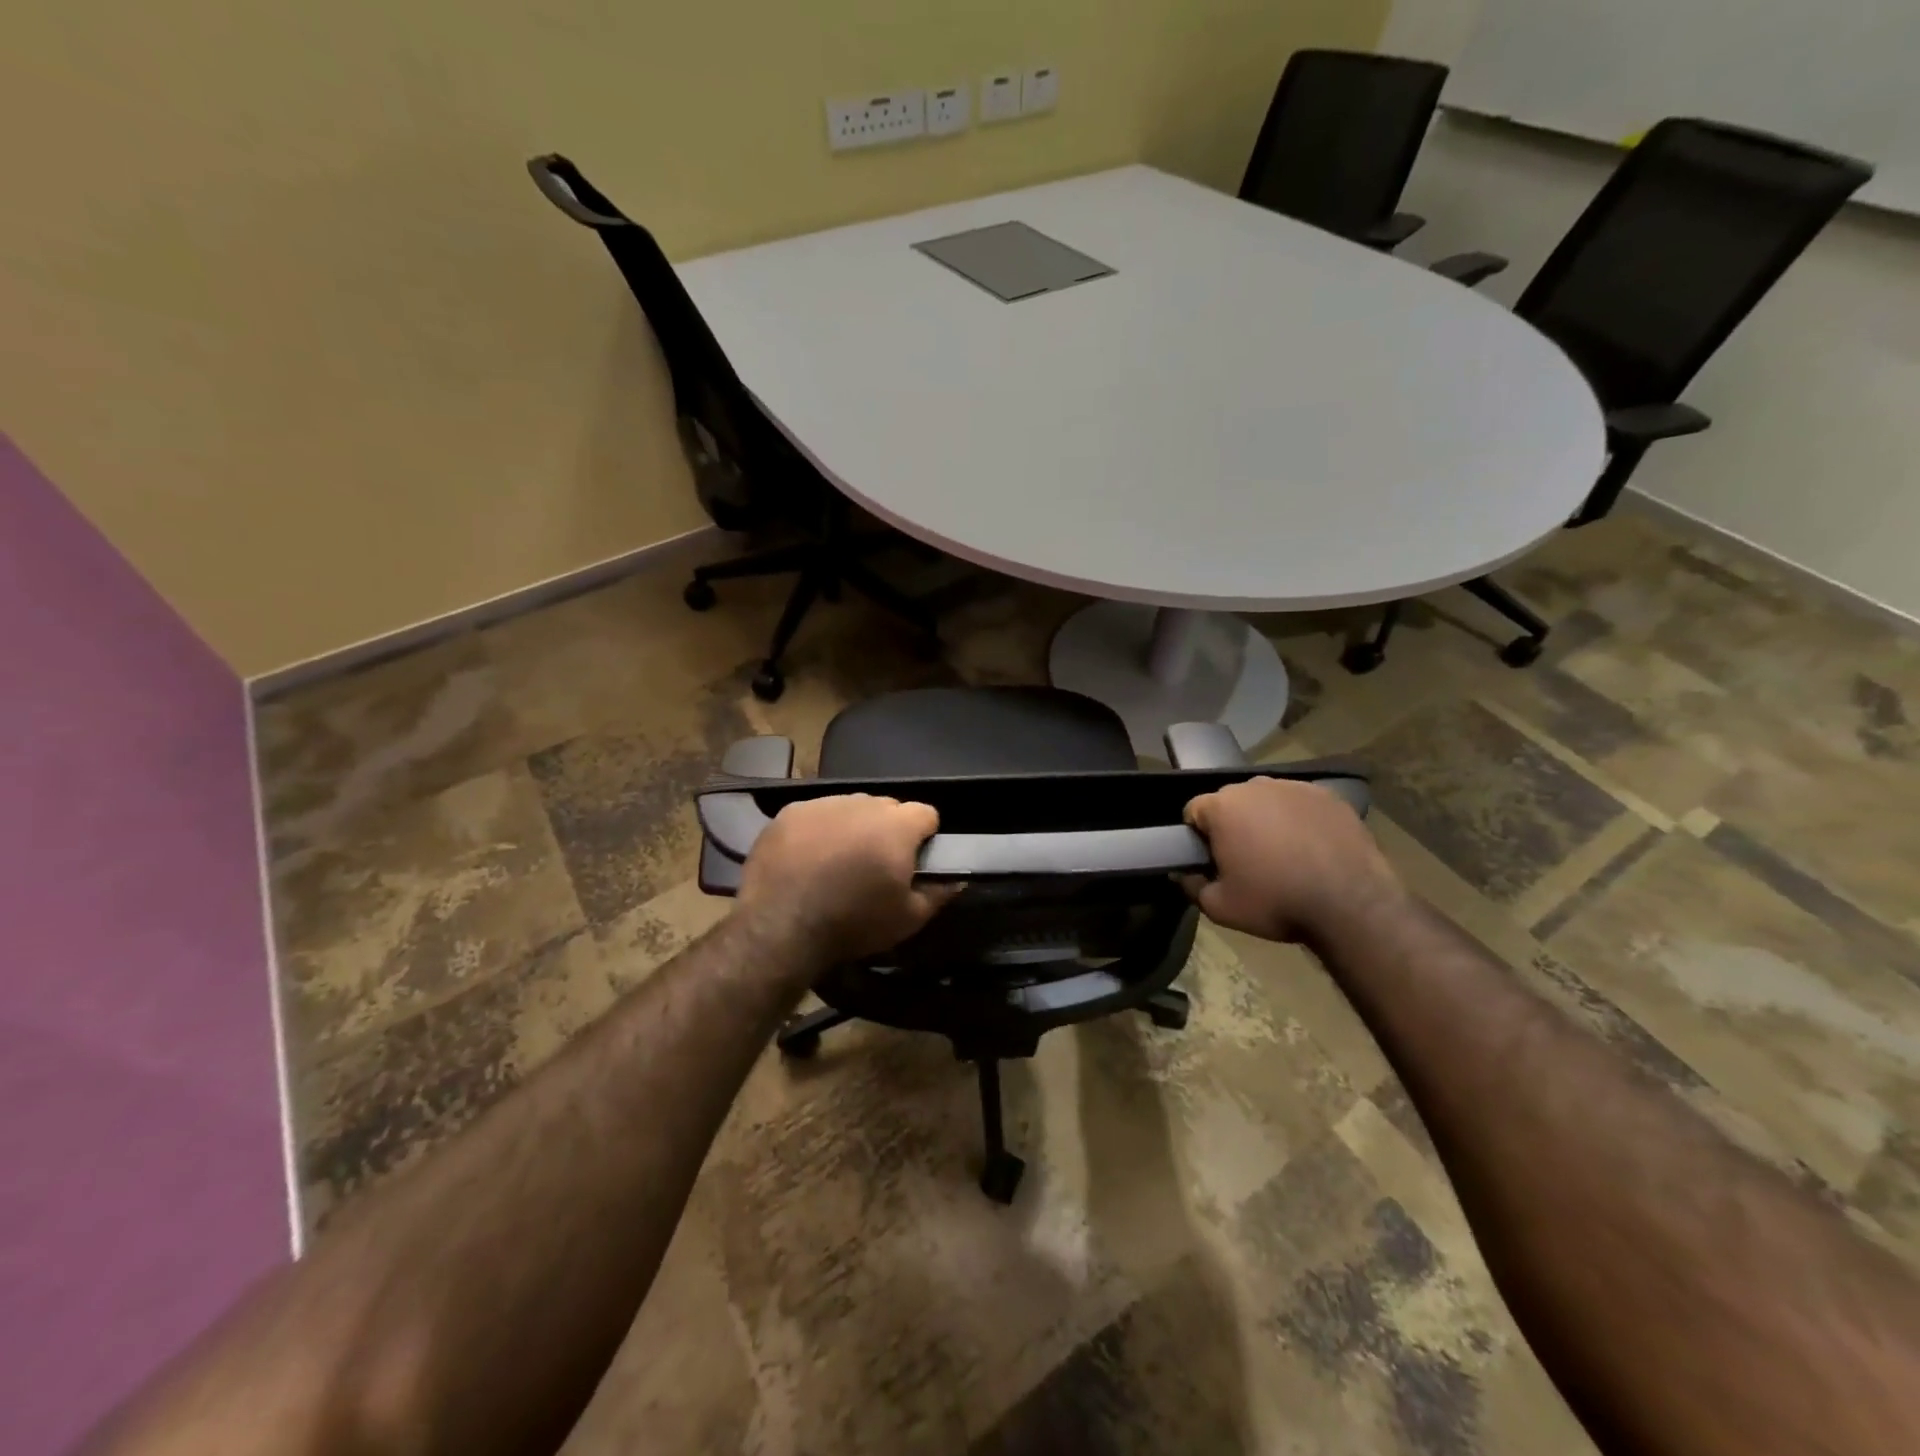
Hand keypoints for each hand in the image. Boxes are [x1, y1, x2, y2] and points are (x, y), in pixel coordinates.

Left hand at [735, 794, 958, 966]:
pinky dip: (817, 830)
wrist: (781, 926)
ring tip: (838, 862)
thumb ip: (938, 893)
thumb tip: (957, 878)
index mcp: (897, 826)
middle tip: (875, 864)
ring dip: (852, 827)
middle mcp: (863, 803)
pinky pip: (815, 814)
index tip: (913, 860)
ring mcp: (823, 804)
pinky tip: (807, 858)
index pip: (926, 813)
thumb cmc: (853, 923)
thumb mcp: (908, 919)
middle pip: (887, 807)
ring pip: (850, 808)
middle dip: (887, 830)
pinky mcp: (790, 812)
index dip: (924, 836)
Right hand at [1180, 778, 1401, 943]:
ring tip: (1283, 855)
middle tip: (1247, 860)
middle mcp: (1256, 786)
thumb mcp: (1220, 907)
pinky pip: (1302, 804)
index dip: (1198, 837)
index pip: (1194, 811)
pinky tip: (1312, 848)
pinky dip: (1301, 820)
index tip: (1213, 861)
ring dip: (1267, 820)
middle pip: (1231, 802)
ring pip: (1268, 800)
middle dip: (1233, 825)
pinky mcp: (1330, 796)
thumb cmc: (1276, 903)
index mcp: (1223, 806)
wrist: (1351, 905)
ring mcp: (1296, 787)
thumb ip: (1191, 886)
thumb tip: (1182, 874)